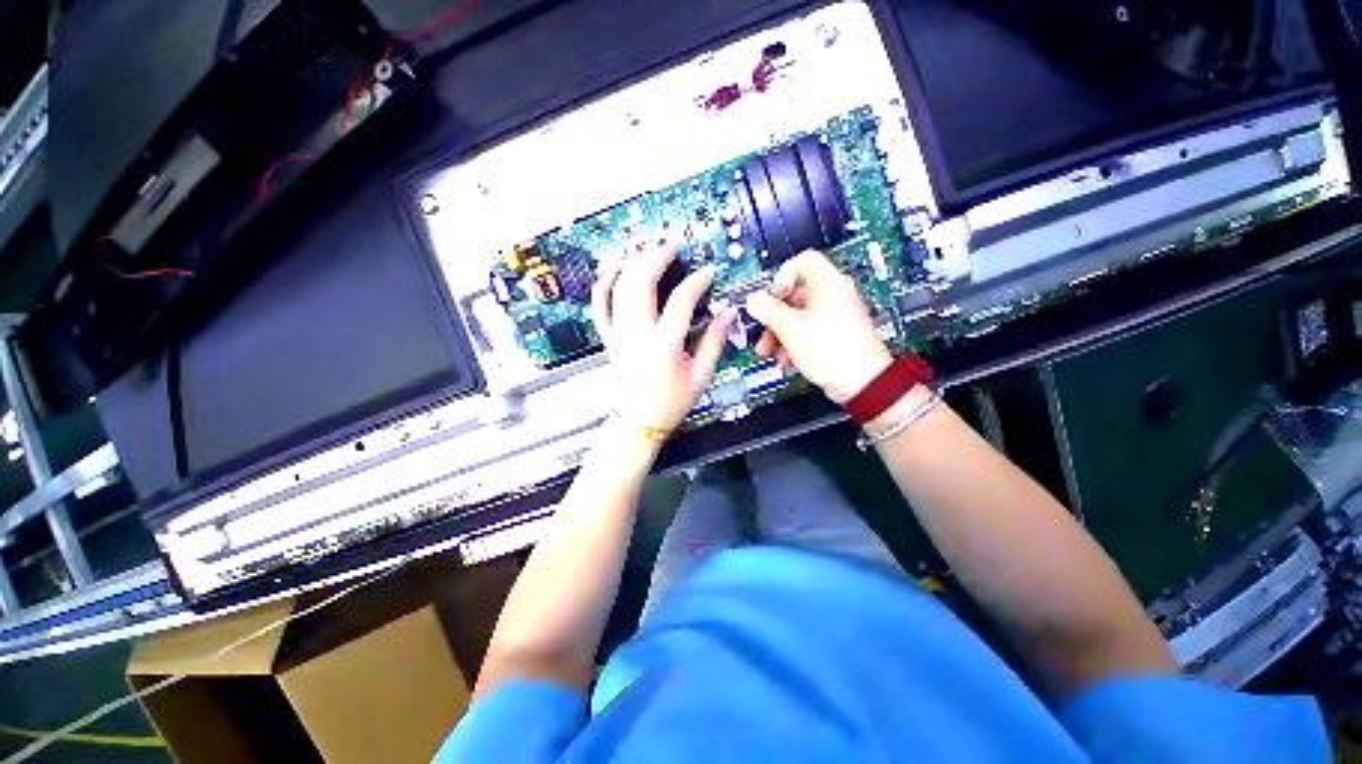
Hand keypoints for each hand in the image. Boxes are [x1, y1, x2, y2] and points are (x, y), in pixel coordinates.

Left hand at [591, 244, 735, 431]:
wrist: (637, 421)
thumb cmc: (670, 402)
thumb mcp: (701, 375)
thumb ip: (715, 341)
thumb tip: (727, 313)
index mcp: (664, 345)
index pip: (681, 300)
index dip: (697, 281)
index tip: (708, 272)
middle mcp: (638, 334)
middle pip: (642, 283)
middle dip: (657, 258)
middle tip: (672, 246)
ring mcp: (619, 334)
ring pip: (619, 288)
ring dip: (633, 263)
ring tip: (647, 249)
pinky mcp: (608, 338)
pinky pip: (599, 305)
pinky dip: (604, 283)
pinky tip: (615, 269)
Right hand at [744, 250, 892, 402]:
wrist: (862, 383)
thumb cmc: (834, 354)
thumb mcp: (792, 331)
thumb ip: (770, 312)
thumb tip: (754, 300)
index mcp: (829, 285)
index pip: (803, 261)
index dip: (783, 276)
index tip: (771, 296)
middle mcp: (834, 296)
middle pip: (795, 293)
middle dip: (774, 315)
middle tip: (762, 331)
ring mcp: (836, 315)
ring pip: (799, 314)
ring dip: (780, 332)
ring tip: (769, 352)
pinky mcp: (835, 333)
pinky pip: (808, 329)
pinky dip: (794, 340)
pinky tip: (786, 359)